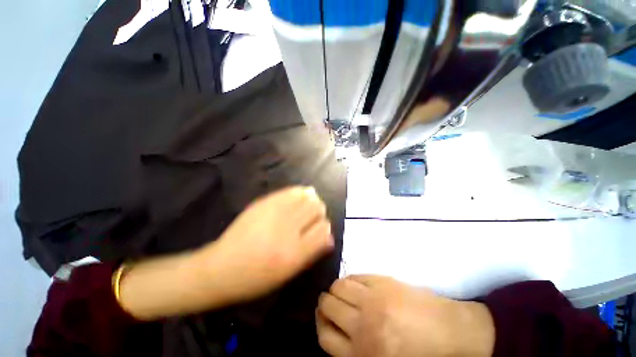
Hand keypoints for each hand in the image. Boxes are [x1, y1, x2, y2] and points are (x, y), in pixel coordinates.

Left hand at [195, 186, 333, 301]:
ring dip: (311, 201)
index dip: (325, 227)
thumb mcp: (288, 274)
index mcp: (294, 254)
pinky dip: (299, 192)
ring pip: (307, 197)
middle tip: (312, 216)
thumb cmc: (256, 278)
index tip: (320, 228)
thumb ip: (312, 253)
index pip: (324, 230)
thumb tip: (330, 237)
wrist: (221, 268)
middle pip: (317, 209)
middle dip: (319, 212)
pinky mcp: (264, 203)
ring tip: (305, 206)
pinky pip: (291, 191)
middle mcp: (287, 231)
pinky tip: (298, 196)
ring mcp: (275, 213)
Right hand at [316, 275, 494, 356]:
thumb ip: (356, 352)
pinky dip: (350, 279)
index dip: (321, 325)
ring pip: (338, 286)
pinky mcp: (383, 281)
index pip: (325, 337)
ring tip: (342, 292)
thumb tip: (337, 331)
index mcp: (363, 353)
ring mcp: (373, 299)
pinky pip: (356, 276)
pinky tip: (354, 284)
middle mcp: (362, 325)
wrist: (454, 334)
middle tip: (330, 303)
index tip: (324, 319)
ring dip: (336, 289)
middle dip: (326, 304)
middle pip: (328, 306)